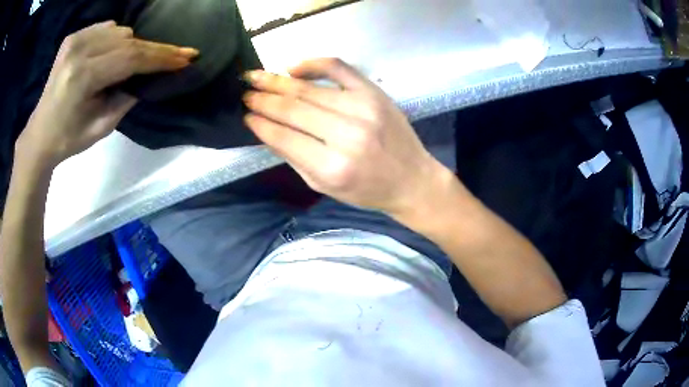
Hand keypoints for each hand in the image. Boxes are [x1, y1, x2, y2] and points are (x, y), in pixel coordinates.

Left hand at [17, 21, 197, 164]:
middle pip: (128, 41)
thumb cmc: (68, 139)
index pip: (131, 58)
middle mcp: (79, 50)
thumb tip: (149, 77)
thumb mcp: (102, 127)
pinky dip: (117, 38)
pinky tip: (116, 53)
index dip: (161, 56)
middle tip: (176, 56)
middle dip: (154, 49)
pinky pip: (106, 28)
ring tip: (138, 62)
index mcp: (83, 77)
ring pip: (119, 31)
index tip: (187, 56)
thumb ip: (127, 97)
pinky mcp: (73, 37)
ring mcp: (75, 40)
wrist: (40, 135)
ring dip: (134, 45)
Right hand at [243, 58, 452, 217]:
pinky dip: (313, 63)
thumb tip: (265, 129)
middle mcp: (347, 135)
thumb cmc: (366, 190)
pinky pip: (338, 67)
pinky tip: (293, 67)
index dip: (260, 123)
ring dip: (278, 81)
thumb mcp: (324, 186)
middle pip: (293, 109)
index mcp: (333, 167)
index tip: (245, 114)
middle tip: (245, 92)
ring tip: (257, 77)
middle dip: (263, 98)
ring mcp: (363, 109)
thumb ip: (293, 157)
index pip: (284, 137)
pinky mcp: (374, 93)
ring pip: (309, 89)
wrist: (411, 180)